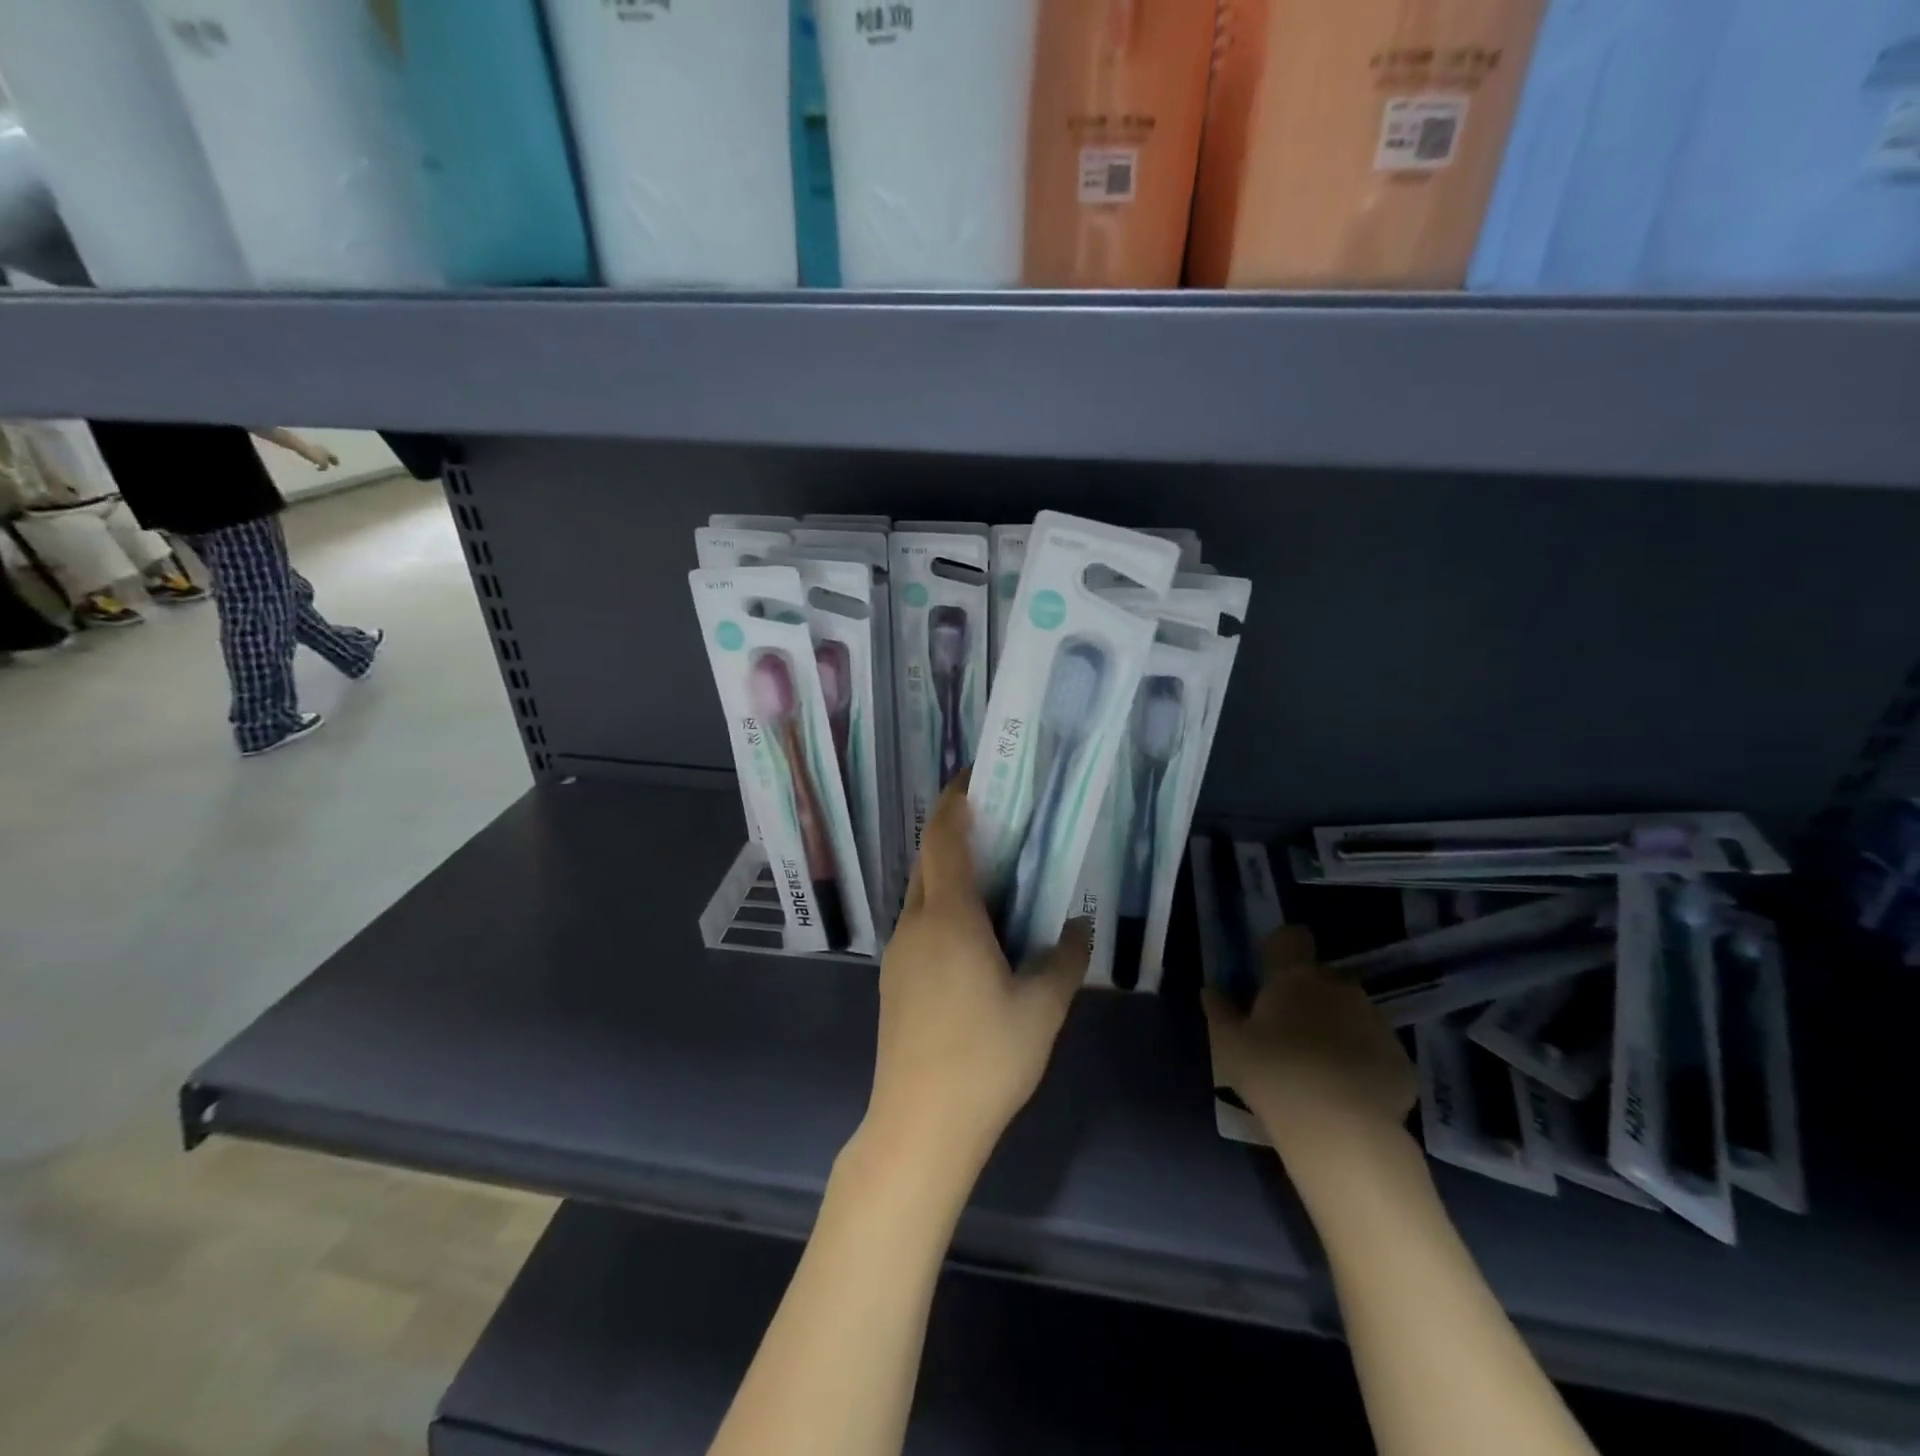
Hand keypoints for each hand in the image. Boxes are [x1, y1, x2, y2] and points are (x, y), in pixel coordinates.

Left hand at [302, 444, 339, 470]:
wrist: (299, 445)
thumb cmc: (313, 455)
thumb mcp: (322, 463)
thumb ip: (325, 467)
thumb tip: (324, 468)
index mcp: (329, 452)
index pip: (335, 458)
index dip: (337, 462)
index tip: (336, 466)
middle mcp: (324, 448)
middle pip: (329, 455)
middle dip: (329, 460)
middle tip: (329, 464)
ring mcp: (315, 446)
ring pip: (321, 453)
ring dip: (322, 458)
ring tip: (320, 463)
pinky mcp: (308, 446)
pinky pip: (314, 452)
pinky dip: (316, 456)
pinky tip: (313, 459)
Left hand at [866, 772, 1089, 1175]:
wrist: (919, 1125)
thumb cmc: (985, 1060)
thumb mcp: (1042, 1009)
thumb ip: (1064, 959)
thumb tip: (1079, 926)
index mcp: (949, 917)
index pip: (944, 838)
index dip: (955, 801)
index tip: (975, 776)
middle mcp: (915, 924)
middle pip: (928, 859)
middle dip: (954, 832)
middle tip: (997, 823)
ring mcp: (898, 953)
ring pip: (921, 892)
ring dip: (948, 872)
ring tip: (992, 876)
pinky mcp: (894, 980)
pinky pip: (918, 923)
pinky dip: (942, 907)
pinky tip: (973, 934)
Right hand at [1203, 927, 1416, 1171]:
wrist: (1343, 1131)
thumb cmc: (1275, 1075)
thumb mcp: (1229, 1045)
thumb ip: (1219, 1010)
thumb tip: (1211, 989)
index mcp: (1296, 977)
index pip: (1292, 938)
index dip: (1281, 948)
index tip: (1269, 971)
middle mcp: (1340, 988)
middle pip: (1322, 978)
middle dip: (1309, 995)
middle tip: (1288, 1029)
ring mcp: (1376, 1023)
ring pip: (1352, 1012)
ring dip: (1337, 1027)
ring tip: (1318, 1065)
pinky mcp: (1401, 1060)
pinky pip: (1375, 1049)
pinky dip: (1362, 1060)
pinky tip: (1347, 1091)